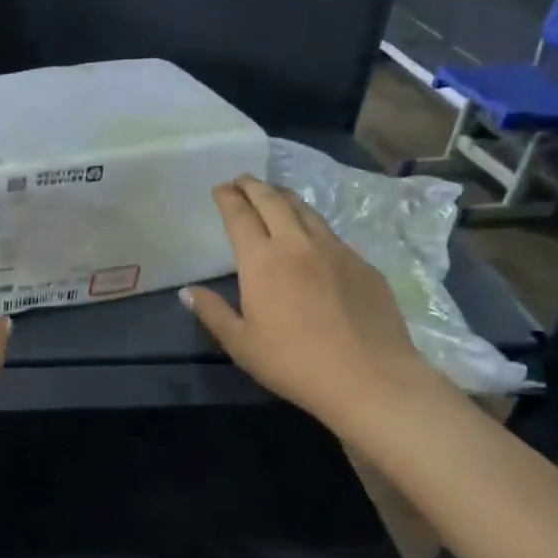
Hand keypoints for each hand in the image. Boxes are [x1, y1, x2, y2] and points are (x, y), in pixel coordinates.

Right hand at [182, 176, 437, 434]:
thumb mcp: (241, 344)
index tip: (220, 187)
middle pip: (273, 201)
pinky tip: (311, 234)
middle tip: (242, 179)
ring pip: (306, 210)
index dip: (228, 198)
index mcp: (262, 260)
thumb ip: (212, 312)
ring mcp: (335, 250)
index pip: (240, 216)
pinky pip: (330, 233)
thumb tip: (188, 291)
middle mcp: (297, 243)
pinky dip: (312, 223)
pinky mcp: (363, 264)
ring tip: (274, 193)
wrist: (370, 378)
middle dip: (254, 186)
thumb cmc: (294, 363)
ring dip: (284, 197)